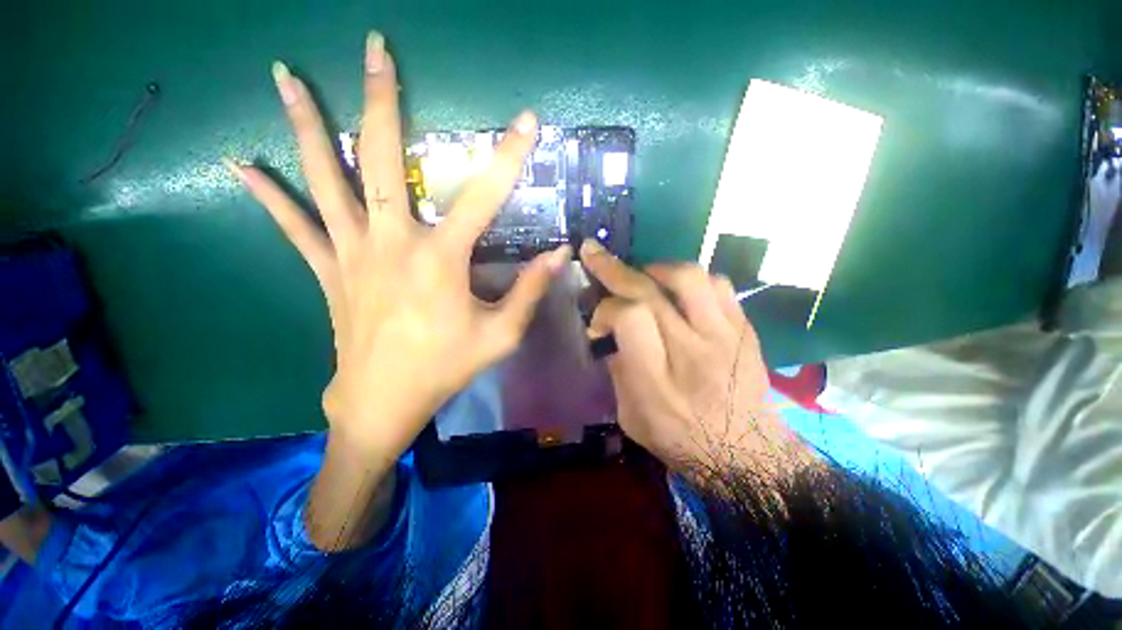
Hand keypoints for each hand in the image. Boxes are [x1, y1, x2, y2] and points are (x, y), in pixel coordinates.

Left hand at [227, 34, 569, 469]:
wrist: (384, 401)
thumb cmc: (446, 368)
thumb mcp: (501, 335)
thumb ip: (530, 290)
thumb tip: (560, 255)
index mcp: (440, 259)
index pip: (484, 195)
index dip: (510, 157)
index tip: (527, 123)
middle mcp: (392, 241)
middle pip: (381, 158)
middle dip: (381, 98)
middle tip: (376, 48)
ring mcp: (350, 252)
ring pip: (323, 178)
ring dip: (305, 123)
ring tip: (287, 75)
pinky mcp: (327, 270)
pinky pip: (294, 225)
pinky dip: (267, 194)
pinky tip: (240, 163)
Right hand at [580, 240, 811, 477]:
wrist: (747, 453)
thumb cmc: (681, 439)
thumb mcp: (631, 416)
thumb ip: (618, 370)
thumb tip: (610, 332)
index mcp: (657, 380)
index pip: (628, 318)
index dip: (606, 310)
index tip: (598, 321)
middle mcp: (691, 350)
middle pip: (650, 292)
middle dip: (613, 268)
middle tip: (594, 254)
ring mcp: (724, 335)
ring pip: (688, 277)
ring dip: (656, 269)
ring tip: (643, 275)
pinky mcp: (744, 329)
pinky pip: (718, 284)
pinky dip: (692, 278)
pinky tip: (679, 289)